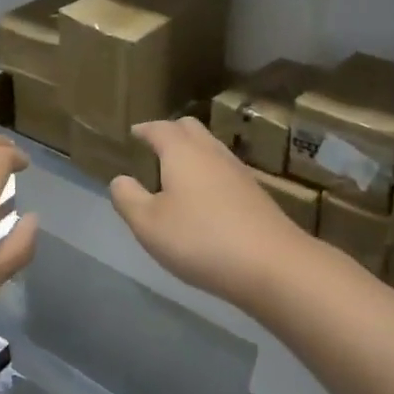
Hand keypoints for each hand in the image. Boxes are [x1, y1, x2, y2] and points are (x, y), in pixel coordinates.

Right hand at [110, 117, 319, 309]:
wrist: (273, 265)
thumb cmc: (201, 240)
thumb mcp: (148, 224)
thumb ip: (128, 198)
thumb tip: (120, 179)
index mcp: (182, 152)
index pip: (159, 128)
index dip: (144, 130)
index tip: (134, 134)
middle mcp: (211, 152)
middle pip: (190, 128)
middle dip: (170, 132)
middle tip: (154, 147)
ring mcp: (238, 171)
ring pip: (210, 148)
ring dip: (192, 153)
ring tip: (176, 172)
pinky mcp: (255, 194)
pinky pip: (224, 170)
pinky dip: (208, 173)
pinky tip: (203, 198)